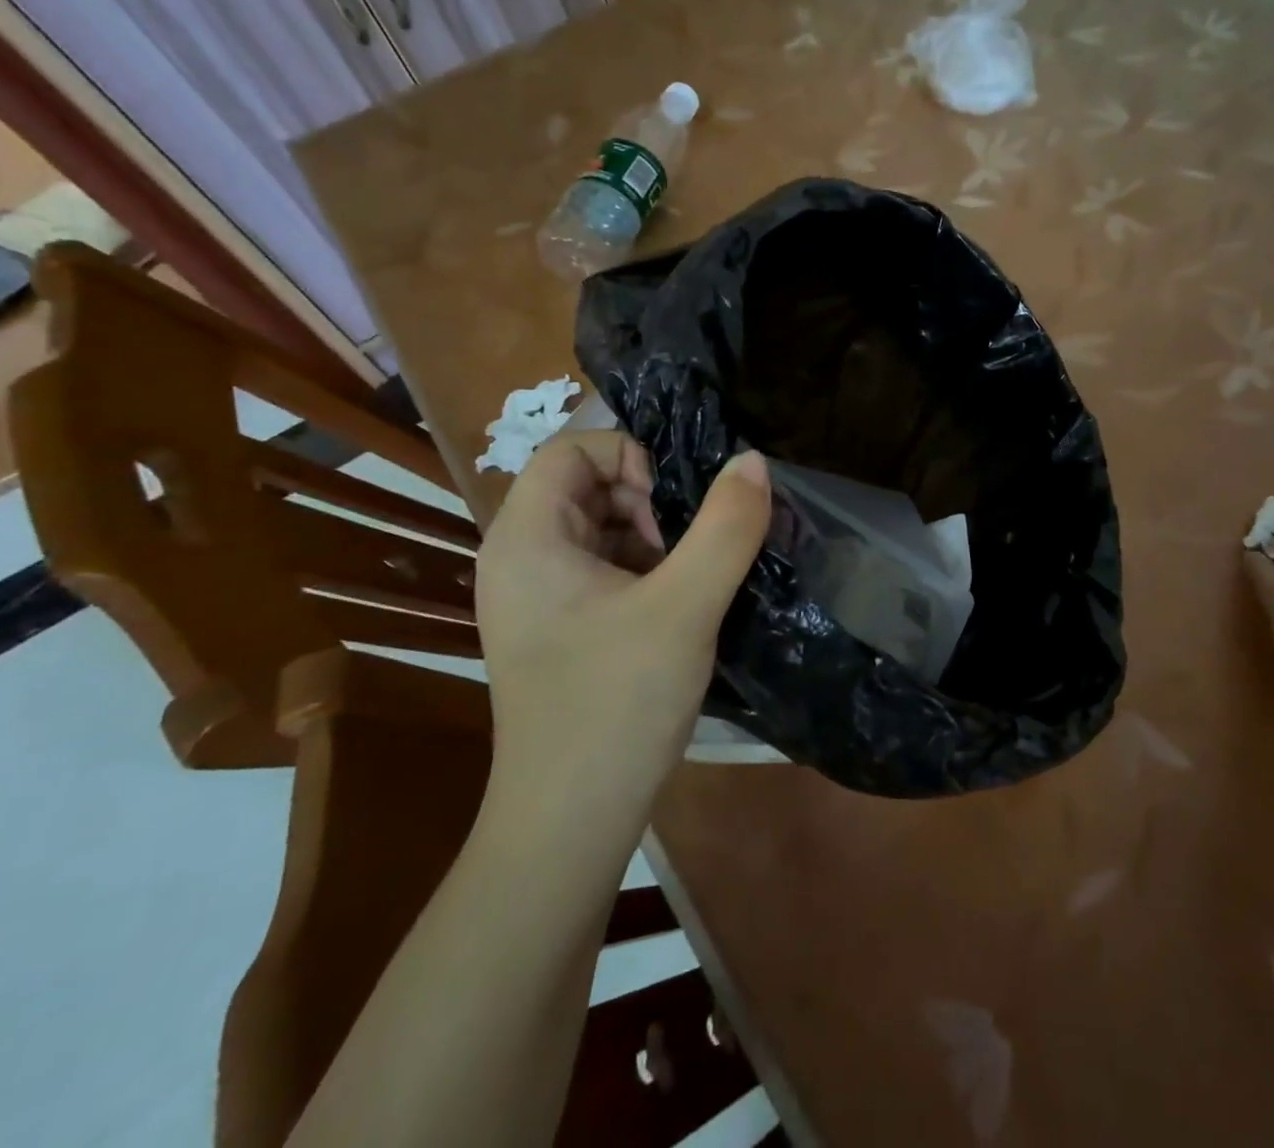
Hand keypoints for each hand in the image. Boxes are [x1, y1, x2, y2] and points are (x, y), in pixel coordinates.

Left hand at [473, 429, 770, 813]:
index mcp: (526, 538)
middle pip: (586, 486)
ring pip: (602, 528)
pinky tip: (677, 609)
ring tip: (687, 583)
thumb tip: (753, 461)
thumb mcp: (685, 607)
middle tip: (686, 550)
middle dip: (648, 502)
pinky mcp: (560, 628)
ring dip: (653, 538)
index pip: (571, 449)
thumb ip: (725, 527)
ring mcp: (538, 597)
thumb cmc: (616, 704)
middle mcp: (520, 558)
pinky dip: (646, 571)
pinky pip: (604, 569)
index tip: (674, 505)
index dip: (629, 457)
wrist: (570, 824)